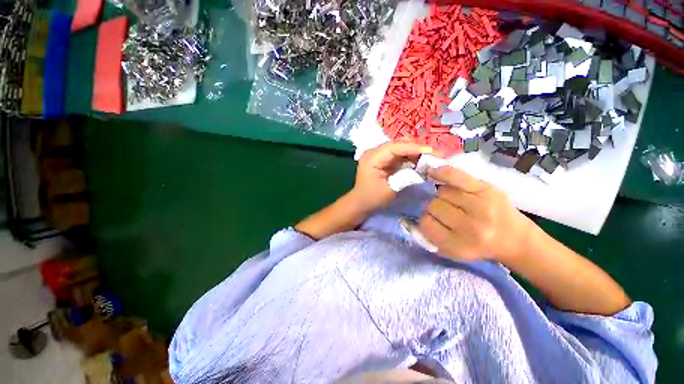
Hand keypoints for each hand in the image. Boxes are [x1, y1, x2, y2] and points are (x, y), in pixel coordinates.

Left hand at [350, 141, 434, 211]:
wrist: (361, 203)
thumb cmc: (372, 199)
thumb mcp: (390, 190)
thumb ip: (406, 178)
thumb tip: (424, 169)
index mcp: (372, 158)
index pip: (395, 147)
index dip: (414, 148)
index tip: (432, 151)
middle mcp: (375, 152)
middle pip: (399, 144)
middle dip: (418, 148)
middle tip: (436, 154)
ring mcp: (379, 154)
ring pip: (401, 147)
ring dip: (416, 151)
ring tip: (432, 157)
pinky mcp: (384, 159)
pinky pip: (400, 154)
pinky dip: (411, 156)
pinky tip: (422, 160)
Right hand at [419, 166, 535, 261]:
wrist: (515, 239)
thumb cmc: (478, 246)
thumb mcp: (452, 250)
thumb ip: (431, 237)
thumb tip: (412, 217)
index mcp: (458, 246)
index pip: (426, 224)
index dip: (426, 219)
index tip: (433, 220)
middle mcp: (470, 228)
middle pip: (433, 205)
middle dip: (435, 207)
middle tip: (446, 211)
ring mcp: (480, 206)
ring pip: (442, 192)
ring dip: (442, 194)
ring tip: (453, 199)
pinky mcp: (487, 190)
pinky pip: (457, 177)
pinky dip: (443, 173)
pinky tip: (433, 172)